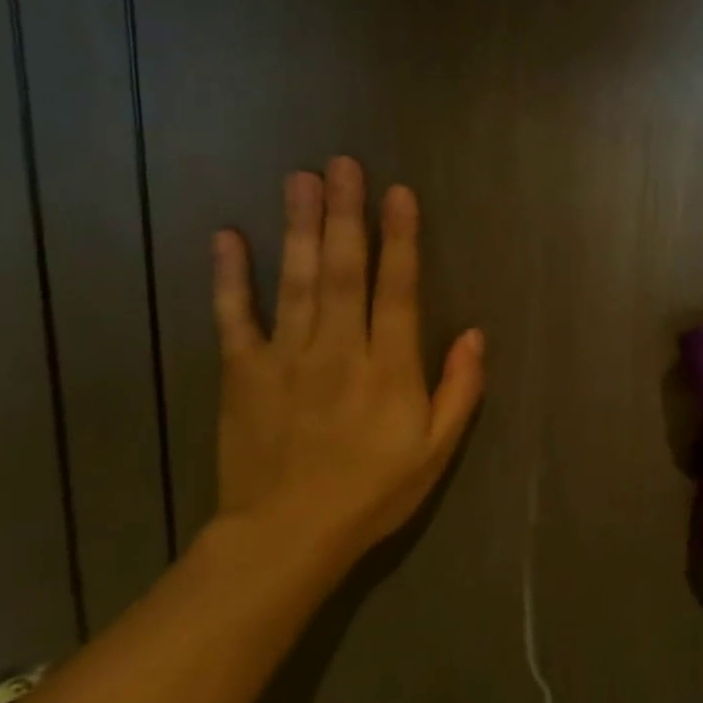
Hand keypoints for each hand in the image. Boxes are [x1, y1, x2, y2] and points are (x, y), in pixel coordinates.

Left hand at [209, 157, 484, 558]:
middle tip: (343, 164)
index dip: (400, 239)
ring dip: (299, 227)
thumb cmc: (373, 492)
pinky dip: (230, 276)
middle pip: (343, 270)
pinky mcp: (242, 373)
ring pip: (295, 281)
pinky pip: (234, 317)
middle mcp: (338, 349)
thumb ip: (459, 389)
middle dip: (346, 214)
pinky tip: (227, 236)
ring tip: (301, 179)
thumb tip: (475, 334)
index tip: (399, 194)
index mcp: (388, 368)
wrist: (285, 538)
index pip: (398, 289)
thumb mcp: (436, 450)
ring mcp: (286, 358)